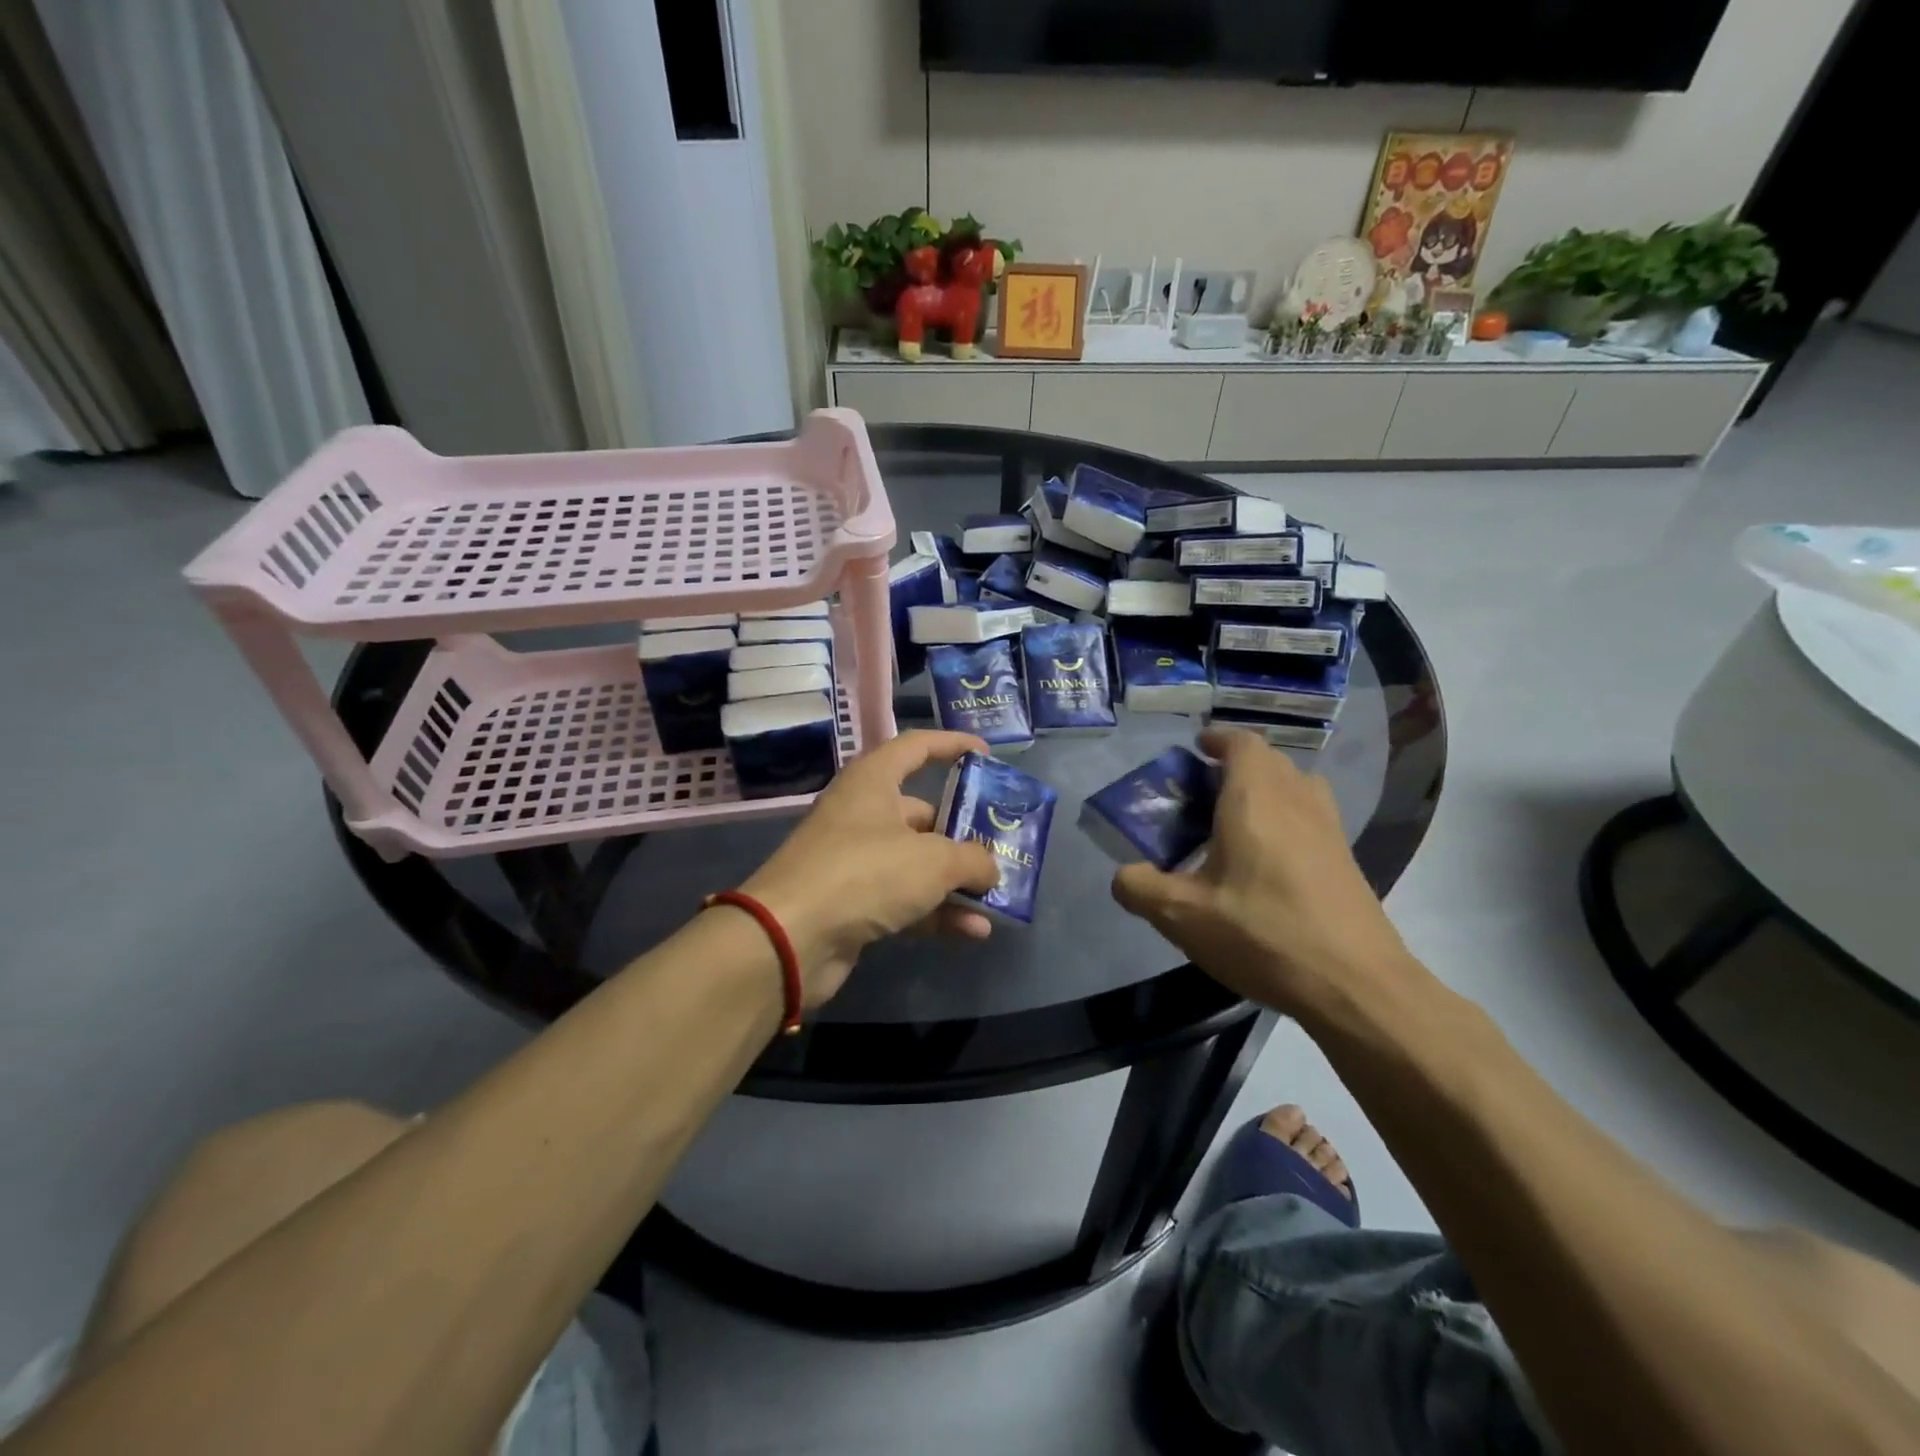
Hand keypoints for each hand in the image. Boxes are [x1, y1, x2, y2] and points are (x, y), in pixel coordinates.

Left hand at [740, 731, 1001, 1005]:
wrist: (790, 937)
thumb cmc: (865, 873)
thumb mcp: (934, 860)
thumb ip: (972, 859)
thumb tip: (990, 868)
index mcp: (873, 782)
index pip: (916, 747)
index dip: (952, 745)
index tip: (987, 755)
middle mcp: (863, 814)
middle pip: (923, 813)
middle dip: (964, 832)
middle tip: (1002, 846)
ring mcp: (856, 860)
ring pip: (917, 861)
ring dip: (956, 880)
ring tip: (997, 895)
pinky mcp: (853, 902)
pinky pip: (905, 899)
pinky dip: (937, 911)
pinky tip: (973, 931)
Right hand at [1110, 729, 1425, 1022]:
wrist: (1356, 985)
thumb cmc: (1263, 935)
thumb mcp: (1182, 916)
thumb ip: (1140, 888)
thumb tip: (1123, 875)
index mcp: (1255, 799)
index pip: (1242, 743)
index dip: (1218, 739)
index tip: (1195, 750)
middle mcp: (1296, 801)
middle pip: (1269, 761)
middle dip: (1235, 766)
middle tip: (1202, 796)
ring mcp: (1329, 829)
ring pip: (1295, 787)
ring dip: (1266, 790)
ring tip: (1235, 824)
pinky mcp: (1346, 859)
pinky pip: (1312, 816)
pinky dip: (1287, 819)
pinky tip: (1266, 864)